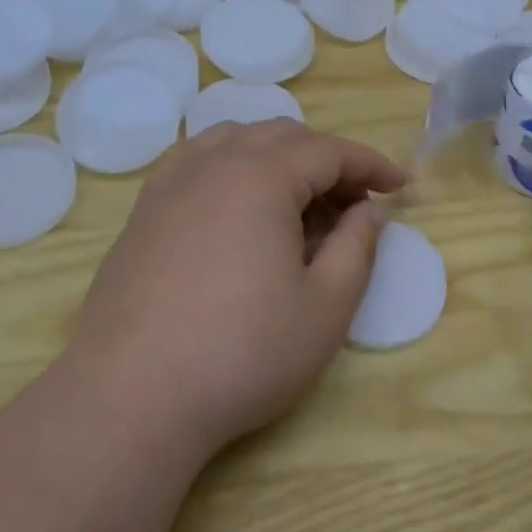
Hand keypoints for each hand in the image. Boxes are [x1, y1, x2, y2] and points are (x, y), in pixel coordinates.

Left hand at [65, 120, 405, 455]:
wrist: (131, 394)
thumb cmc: (241, 353)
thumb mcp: (324, 309)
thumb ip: (357, 248)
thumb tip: (368, 209)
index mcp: (261, 175)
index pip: (328, 150)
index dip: (369, 164)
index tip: (400, 185)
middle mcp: (214, 162)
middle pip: (283, 137)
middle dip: (327, 160)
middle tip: (354, 203)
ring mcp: (172, 181)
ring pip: (236, 140)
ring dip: (278, 157)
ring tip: (299, 199)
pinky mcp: (145, 208)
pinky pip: (197, 159)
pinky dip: (232, 164)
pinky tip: (237, 203)